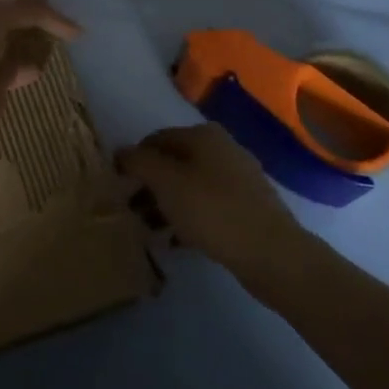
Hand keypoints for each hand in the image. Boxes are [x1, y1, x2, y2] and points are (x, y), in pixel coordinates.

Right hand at [117, 124, 306, 283]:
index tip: (117, 188)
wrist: (271, 253)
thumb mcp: (165, 182)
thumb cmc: (212, 210)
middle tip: (131, 212)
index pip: (155, 140)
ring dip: (165, 205)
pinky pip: (207, 206)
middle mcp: (223, 149)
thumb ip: (139, 163)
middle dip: (149, 186)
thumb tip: (121, 152)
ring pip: (189, 186)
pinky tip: (175, 242)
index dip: (133, 161)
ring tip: (149, 230)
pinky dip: (187, 218)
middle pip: (173, 163)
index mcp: (203, 135)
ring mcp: (238, 178)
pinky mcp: (247, 207)